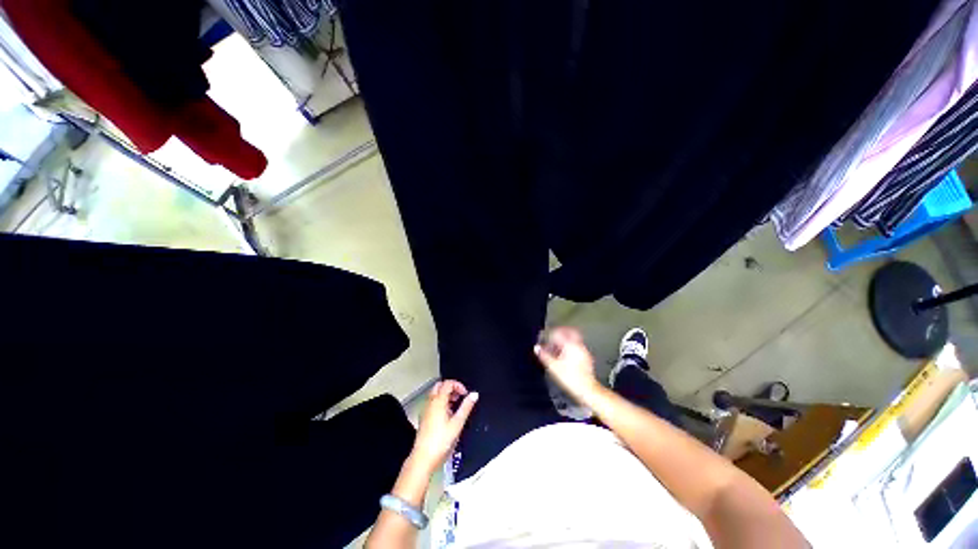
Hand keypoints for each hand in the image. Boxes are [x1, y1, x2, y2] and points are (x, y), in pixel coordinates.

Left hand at [409, 380, 478, 473]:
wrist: (423, 458)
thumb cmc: (441, 440)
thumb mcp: (457, 423)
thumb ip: (466, 407)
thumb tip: (474, 394)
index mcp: (438, 401)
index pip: (448, 383)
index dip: (458, 385)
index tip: (465, 394)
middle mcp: (430, 402)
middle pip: (440, 386)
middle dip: (451, 388)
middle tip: (460, 397)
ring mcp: (425, 409)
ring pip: (435, 394)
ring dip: (446, 395)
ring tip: (456, 406)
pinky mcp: (423, 417)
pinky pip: (432, 403)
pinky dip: (441, 402)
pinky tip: (447, 415)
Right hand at [534, 327, 601, 402]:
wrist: (586, 389)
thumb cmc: (570, 377)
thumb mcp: (553, 366)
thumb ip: (544, 355)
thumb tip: (536, 348)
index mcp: (570, 345)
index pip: (559, 333)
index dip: (551, 334)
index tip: (546, 336)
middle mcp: (579, 346)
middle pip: (570, 333)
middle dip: (561, 333)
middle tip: (554, 335)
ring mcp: (584, 352)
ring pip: (574, 341)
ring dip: (566, 341)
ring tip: (558, 348)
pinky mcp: (587, 359)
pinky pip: (578, 348)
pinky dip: (571, 348)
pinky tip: (565, 356)